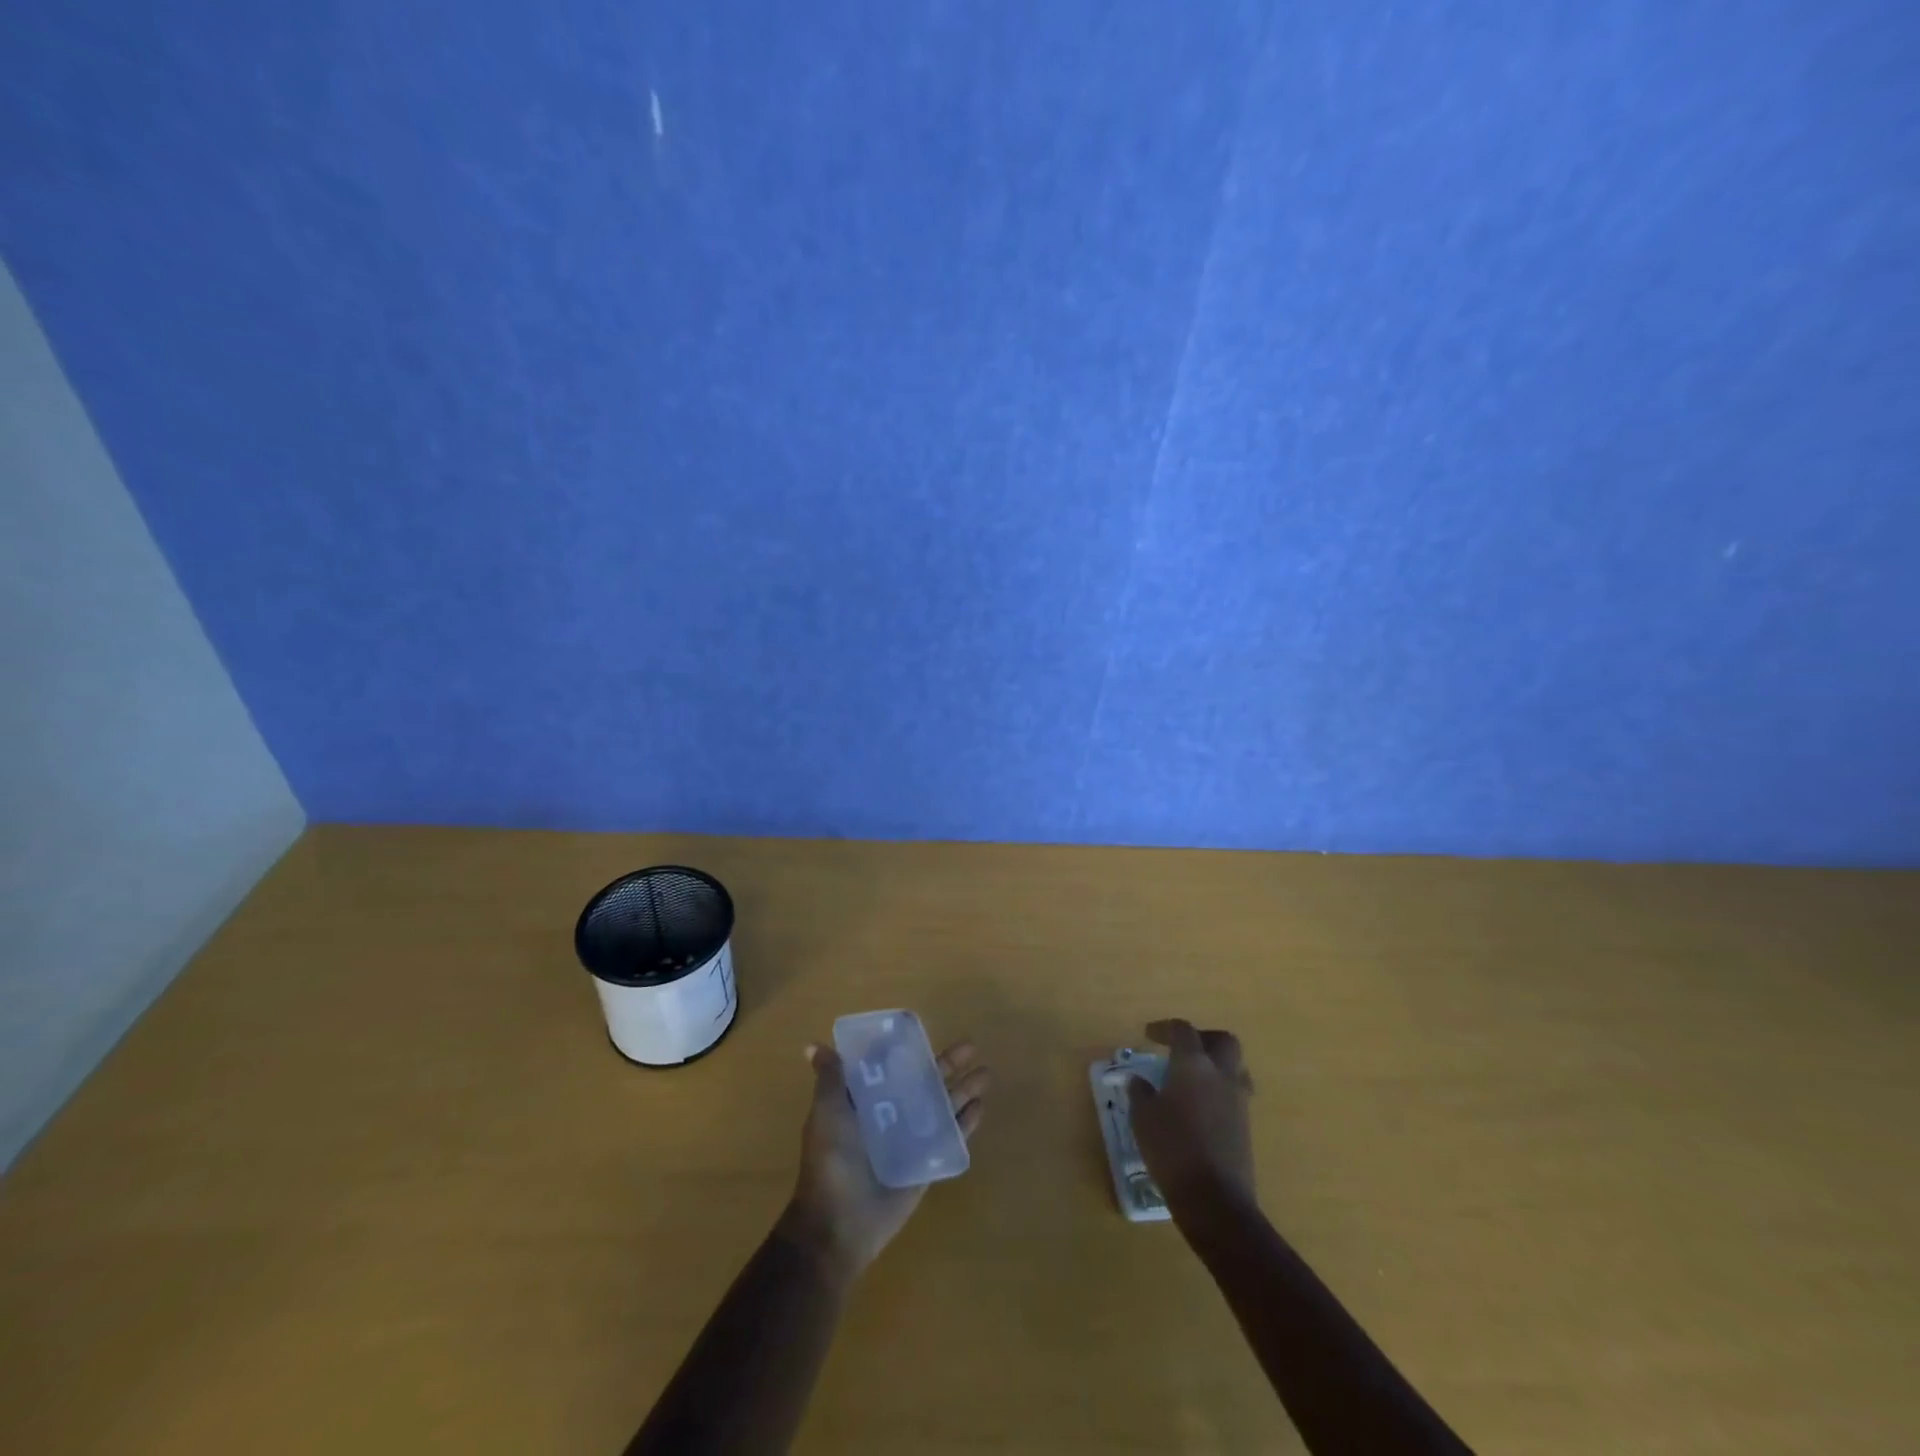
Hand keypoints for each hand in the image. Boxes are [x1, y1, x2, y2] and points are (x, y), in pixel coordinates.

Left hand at [778, 1039, 989, 1285]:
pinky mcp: (925, 1163)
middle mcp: (890, 1114)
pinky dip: (965, 1123)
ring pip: (942, 1106)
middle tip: (972, 1046)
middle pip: (924, 1082)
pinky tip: (981, 1107)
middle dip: (947, 1065)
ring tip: (986, 1074)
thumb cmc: (831, 1162)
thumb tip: (812, 1045)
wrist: (839, 1225)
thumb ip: (830, 1079)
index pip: (891, 1067)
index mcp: (866, 1100)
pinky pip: (949, 1137)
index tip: (925, 1031)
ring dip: (963, 1090)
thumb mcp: (827, 1114)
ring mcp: (910, 1139)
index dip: (907, 1050)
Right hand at [1128, 1019, 1255, 1211]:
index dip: (1164, 1028)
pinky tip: (1200, 1107)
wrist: (1215, 1200)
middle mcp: (1221, 1074)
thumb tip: (1139, 1081)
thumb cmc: (1172, 1149)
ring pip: (1234, 1067)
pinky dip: (1219, 1090)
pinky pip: (1235, 1093)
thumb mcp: (1143, 1118)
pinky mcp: (1246, 1125)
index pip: (1183, 1030)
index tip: (1149, 1036)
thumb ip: (1140, 1093)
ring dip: (1215, 1065)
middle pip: (1222, 1041)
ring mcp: (1238, 1100)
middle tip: (1181, 1049)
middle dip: (1202, 1038)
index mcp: (1193, 1064)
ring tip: (1192, 1078)